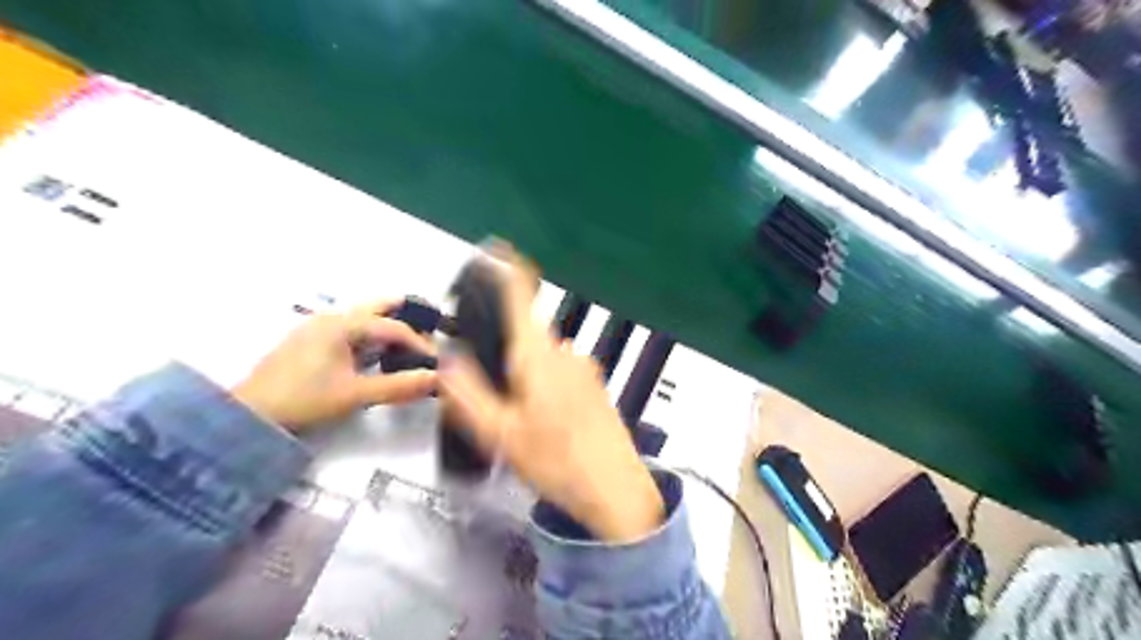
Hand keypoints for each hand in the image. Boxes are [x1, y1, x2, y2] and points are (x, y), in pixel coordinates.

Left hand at [233, 300, 438, 432]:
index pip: (392, 327)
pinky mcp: (308, 342)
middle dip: (404, 314)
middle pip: (376, 307)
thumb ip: (398, 386)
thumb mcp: (355, 395)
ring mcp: (316, 328)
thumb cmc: (305, 399)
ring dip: (386, 326)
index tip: (434, 361)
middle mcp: (331, 319)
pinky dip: (369, 336)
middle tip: (427, 326)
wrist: (250, 414)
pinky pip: (348, 330)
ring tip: (406, 344)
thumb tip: (435, 378)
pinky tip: (375, 354)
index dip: (418, 343)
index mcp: (342, 325)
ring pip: (361, 318)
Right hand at [441, 246, 664, 542]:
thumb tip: (449, 360)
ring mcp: (584, 367)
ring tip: (522, 421)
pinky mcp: (595, 385)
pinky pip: (561, 372)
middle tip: (495, 399)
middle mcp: (565, 352)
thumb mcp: (499, 434)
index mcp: (538, 356)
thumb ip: (468, 392)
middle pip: (526, 333)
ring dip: (526, 375)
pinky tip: (546, 424)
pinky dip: (546, 385)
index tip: (497, 250)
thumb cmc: (558, 463)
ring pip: (543, 357)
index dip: (508, 268)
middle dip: (505, 355)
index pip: (521, 295)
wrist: (615, 490)